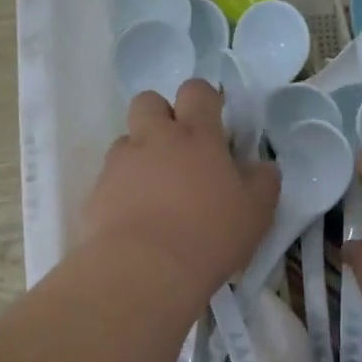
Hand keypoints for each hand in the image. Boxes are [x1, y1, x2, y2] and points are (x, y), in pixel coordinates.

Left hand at [81, 79, 278, 299]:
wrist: (146, 269)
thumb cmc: (210, 235)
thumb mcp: (256, 213)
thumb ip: (263, 183)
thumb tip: (264, 167)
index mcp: (197, 136)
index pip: (197, 92)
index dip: (204, 99)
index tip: (213, 120)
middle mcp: (155, 139)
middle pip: (149, 101)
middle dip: (161, 116)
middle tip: (178, 151)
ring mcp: (121, 164)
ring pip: (126, 141)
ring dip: (140, 156)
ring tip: (155, 192)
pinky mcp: (97, 192)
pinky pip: (110, 179)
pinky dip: (123, 191)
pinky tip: (136, 220)